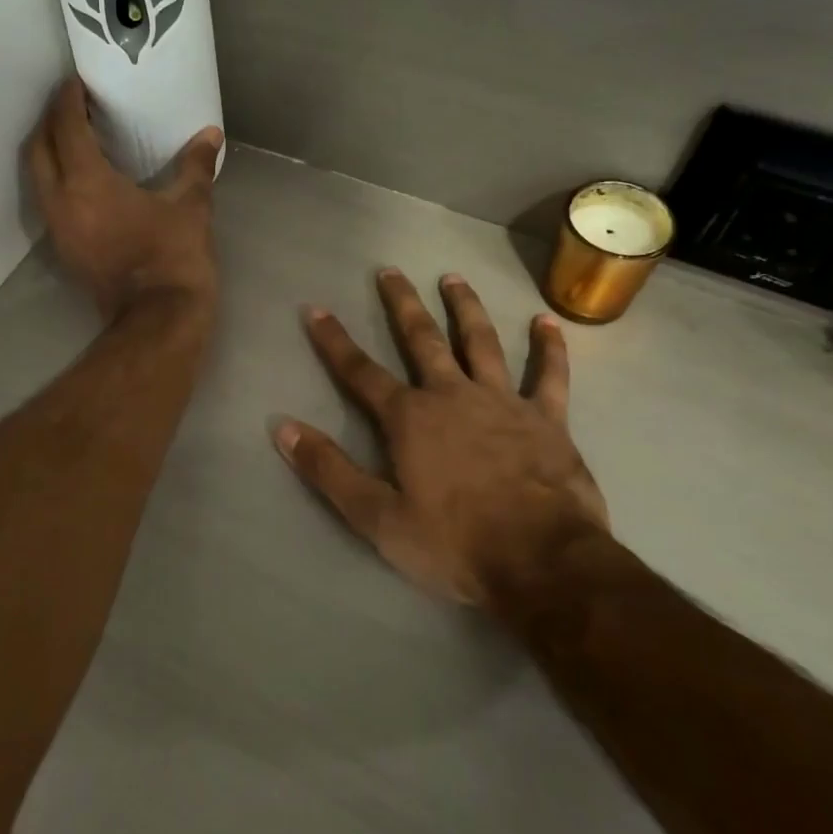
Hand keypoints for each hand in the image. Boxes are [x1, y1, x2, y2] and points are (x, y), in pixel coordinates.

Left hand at [24, 77, 223, 322]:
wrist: (158, 320)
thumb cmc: (173, 257)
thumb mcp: (190, 207)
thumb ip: (196, 166)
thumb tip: (211, 134)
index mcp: (87, 183)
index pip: (66, 128)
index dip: (68, 101)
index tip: (75, 82)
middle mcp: (60, 201)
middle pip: (38, 148)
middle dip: (50, 122)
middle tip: (72, 105)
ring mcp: (58, 228)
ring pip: (38, 177)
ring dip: (49, 151)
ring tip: (74, 136)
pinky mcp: (64, 249)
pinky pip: (49, 200)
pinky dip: (57, 179)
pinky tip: (83, 177)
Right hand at [275, 269, 608, 607]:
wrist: (543, 562)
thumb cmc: (454, 542)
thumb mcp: (377, 517)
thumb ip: (329, 470)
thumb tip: (283, 428)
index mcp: (410, 419)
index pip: (360, 372)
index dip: (334, 341)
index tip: (316, 309)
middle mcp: (452, 395)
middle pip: (422, 339)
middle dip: (401, 304)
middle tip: (389, 271)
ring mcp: (503, 401)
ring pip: (481, 342)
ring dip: (465, 308)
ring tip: (453, 278)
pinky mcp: (547, 419)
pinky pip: (549, 375)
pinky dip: (549, 347)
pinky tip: (547, 322)